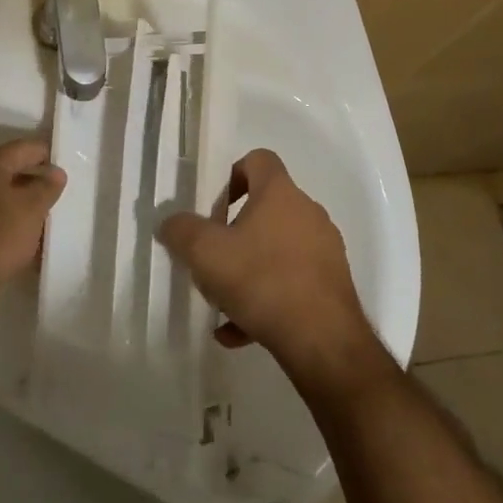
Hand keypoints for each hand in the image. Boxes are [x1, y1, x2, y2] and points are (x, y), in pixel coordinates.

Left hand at [0, 138, 65, 327]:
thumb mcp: (30, 207)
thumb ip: (46, 187)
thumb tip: (56, 172)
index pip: (22, 147)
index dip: (46, 150)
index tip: (69, 160)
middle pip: (14, 174)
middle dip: (40, 182)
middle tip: (68, 191)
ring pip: (8, 204)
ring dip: (31, 210)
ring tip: (57, 219)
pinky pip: (2, 229)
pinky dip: (20, 234)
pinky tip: (38, 248)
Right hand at [157, 149, 380, 391]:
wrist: (324, 342)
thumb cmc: (262, 280)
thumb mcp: (205, 253)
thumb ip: (181, 231)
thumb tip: (169, 222)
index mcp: (280, 193)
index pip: (259, 160)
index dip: (233, 175)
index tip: (215, 208)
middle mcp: (308, 213)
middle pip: (266, 209)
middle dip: (235, 232)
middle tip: (213, 258)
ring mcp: (324, 250)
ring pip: (277, 250)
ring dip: (248, 270)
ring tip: (223, 302)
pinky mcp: (332, 286)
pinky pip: (291, 283)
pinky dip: (266, 300)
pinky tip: (241, 330)